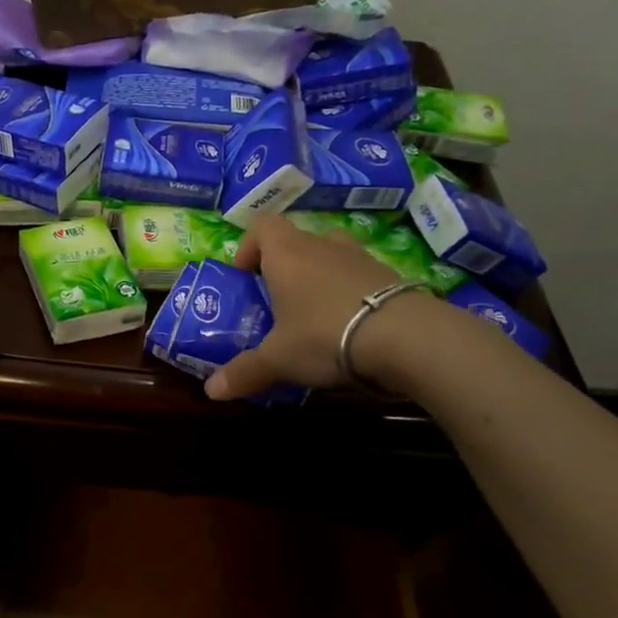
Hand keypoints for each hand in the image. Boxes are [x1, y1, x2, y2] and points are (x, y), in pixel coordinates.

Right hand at [204, 215, 440, 401]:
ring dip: (320, 275)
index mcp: (287, 254)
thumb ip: (245, 372)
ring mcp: (361, 257)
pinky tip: (351, 325)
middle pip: (297, 240)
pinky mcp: (391, 275)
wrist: (406, 338)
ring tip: (315, 311)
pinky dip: (351, 292)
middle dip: (285, 265)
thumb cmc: (324, 335)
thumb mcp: (278, 359)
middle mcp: (322, 245)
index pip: (262, 226)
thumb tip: (211, 391)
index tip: (245, 275)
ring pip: (332, 254)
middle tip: (279, 300)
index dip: (250, 246)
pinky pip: (360, 275)